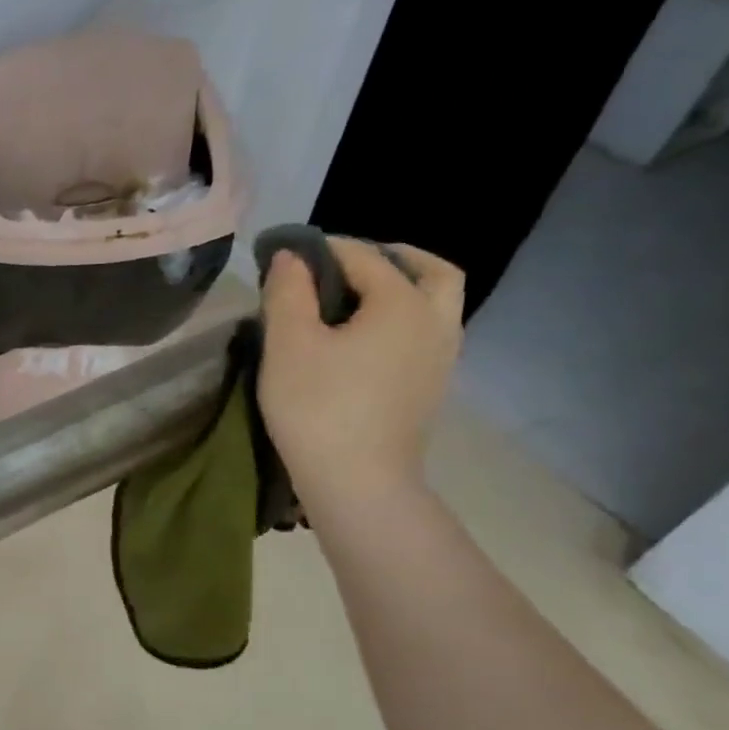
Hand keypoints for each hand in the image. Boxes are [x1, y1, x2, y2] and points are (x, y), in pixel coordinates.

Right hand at [258, 238, 464, 511]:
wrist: (358, 481)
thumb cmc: (318, 407)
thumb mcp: (289, 345)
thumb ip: (288, 292)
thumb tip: (292, 256)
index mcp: (402, 303)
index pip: (363, 256)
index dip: (322, 248)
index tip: (287, 251)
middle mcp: (435, 322)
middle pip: (429, 271)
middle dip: (391, 257)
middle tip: (348, 263)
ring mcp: (442, 357)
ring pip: (435, 304)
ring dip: (404, 289)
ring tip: (355, 300)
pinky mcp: (432, 387)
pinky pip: (427, 334)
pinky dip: (404, 319)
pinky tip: (366, 339)